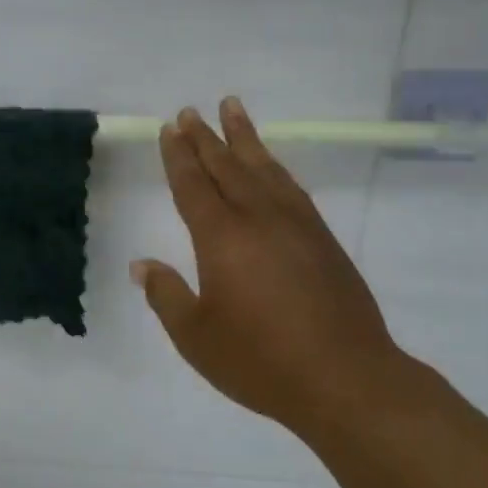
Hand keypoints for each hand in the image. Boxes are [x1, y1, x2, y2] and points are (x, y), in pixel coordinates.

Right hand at [132, 98, 405, 437]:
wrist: (346, 378)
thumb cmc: (260, 361)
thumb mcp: (196, 337)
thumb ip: (166, 296)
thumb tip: (142, 265)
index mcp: (222, 237)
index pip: (193, 185)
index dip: (178, 156)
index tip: (170, 129)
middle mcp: (258, 218)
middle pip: (226, 166)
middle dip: (205, 137)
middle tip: (191, 111)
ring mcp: (296, 224)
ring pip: (264, 167)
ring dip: (245, 137)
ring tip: (232, 108)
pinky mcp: (323, 238)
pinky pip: (291, 186)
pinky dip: (275, 166)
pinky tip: (271, 165)